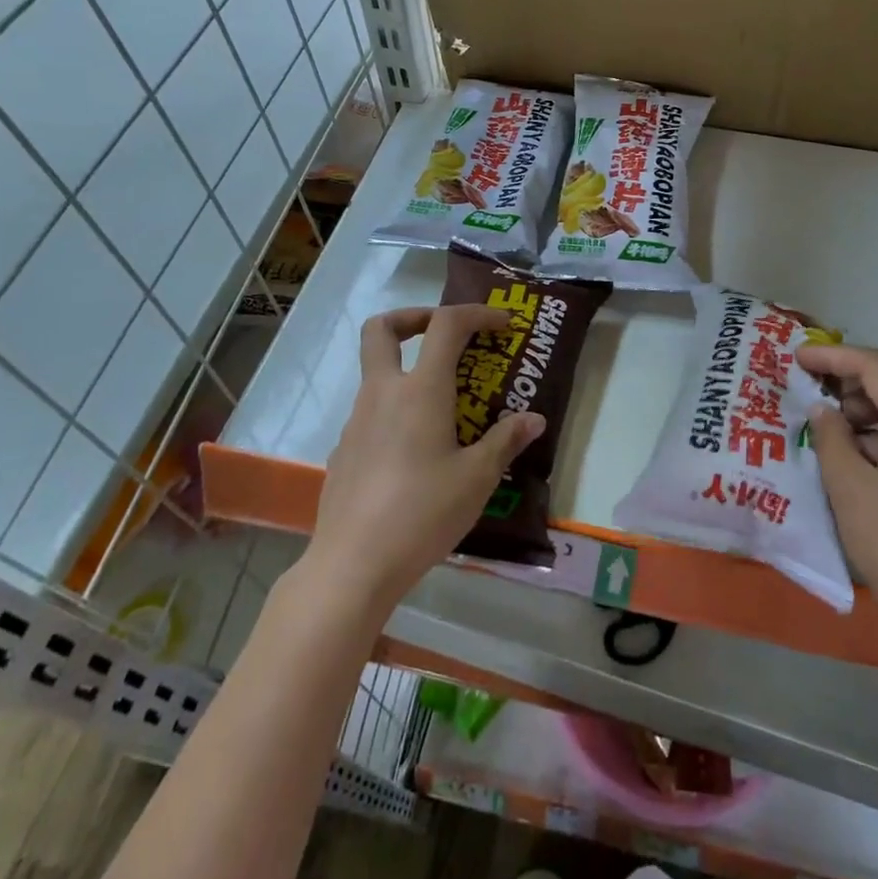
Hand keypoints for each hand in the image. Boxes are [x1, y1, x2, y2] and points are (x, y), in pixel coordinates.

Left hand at [304, 305, 543, 614]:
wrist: (353, 564)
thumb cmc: (423, 512)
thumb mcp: (477, 478)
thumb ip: (505, 441)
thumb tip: (533, 419)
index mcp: (420, 390)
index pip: (446, 325)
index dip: (477, 314)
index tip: (502, 325)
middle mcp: (383, 393)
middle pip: (382, 329)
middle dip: (413, 317)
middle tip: (445, 335)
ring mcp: (357, 421)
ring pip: (376, 371)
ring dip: (407, 368)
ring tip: (444, 404)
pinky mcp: (344, 449)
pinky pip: (371, 411)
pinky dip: (395, 409)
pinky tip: (416, 450)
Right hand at [799, 345, 877, 668]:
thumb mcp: (850, 489)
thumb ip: (831, 438)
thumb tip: (823, 411)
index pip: (876, 366)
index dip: (832, 356)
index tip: (795, 357)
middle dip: (849, 386)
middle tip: (808, 398)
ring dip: (868, 416)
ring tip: (829, 434)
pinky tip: (861, 463)